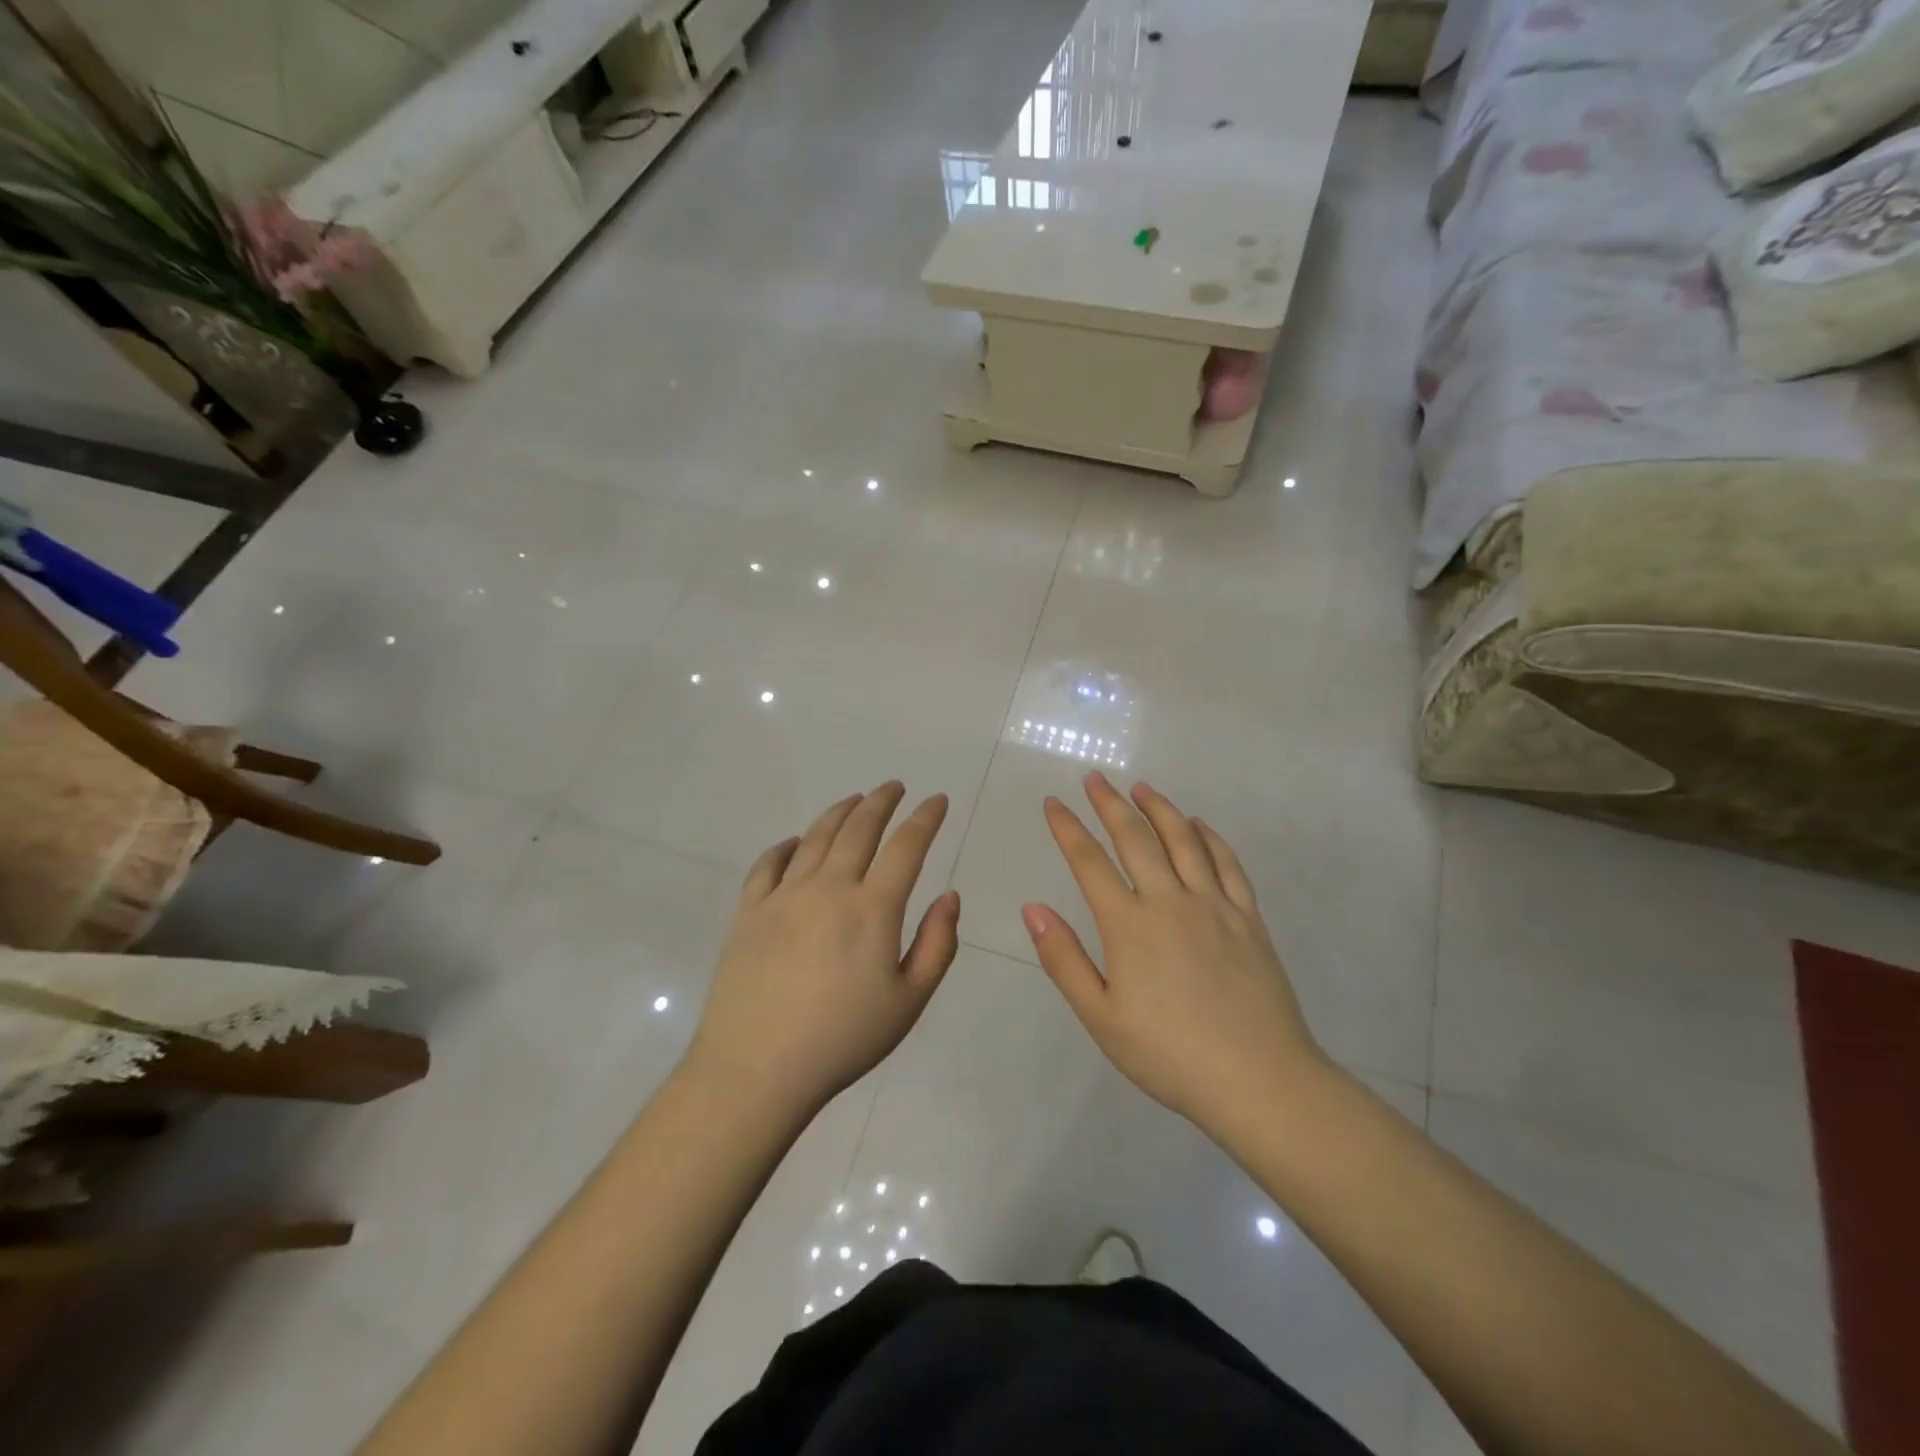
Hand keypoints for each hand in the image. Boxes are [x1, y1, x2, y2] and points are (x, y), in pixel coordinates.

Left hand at [686, 783, 960, 1116]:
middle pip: (858, 828)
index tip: (937, 800)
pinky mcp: (748, 911)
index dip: (925, 818)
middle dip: (881, 801)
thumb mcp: (908, 1001)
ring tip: (854, 800)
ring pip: (815, 837)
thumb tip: (950, 895)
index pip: (906, 846)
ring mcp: (783, 896)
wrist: (757, 1069)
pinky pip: (768, 863)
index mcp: (873, 908)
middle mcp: (829, 887)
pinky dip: (786, 845)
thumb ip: (937, 944)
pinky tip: (794, 842)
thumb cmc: (843, 1040)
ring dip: (839, 812)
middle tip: (893, 787)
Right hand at [1022, 773, 1326, 1129]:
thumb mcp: (1101, 1017)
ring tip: (1142, 788)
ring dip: (1160, 809)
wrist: (1259, 1081)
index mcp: (1130, 925)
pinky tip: (1199, 826)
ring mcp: (1215, 906)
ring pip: (1184, 841)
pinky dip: (1210, 838)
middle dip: (1110, 804)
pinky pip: (1227, 864)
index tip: (1053, 803)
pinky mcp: (1249, 919)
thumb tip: (1033, 908)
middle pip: (1136, 838)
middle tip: (1095, 778)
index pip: (1089, 862)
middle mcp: (1171, 901)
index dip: (1068, 828)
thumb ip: (1064, 959)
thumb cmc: (1169, 1055)